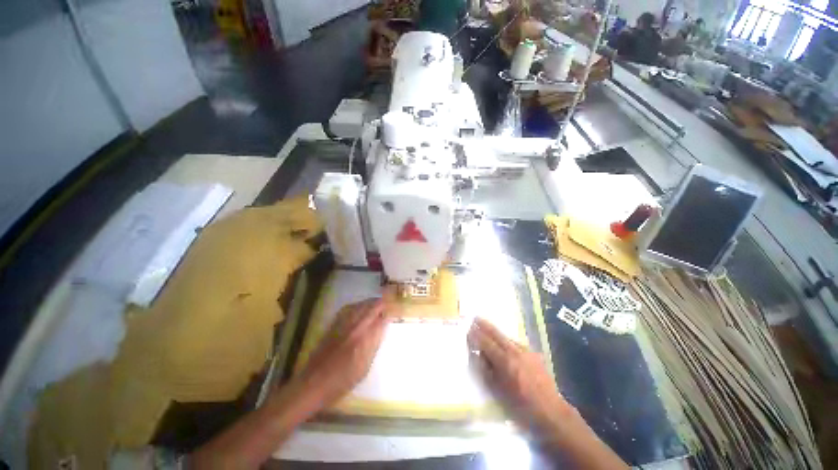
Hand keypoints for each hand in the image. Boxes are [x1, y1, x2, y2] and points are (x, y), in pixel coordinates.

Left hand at [298, 298, 389, 407]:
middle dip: (382, 304)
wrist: (314, 383)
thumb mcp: (365, 366)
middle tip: (388, 304)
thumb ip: (374, 344)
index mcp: (365, 339)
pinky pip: (348, 308)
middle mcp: (356, 327)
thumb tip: (381, 328)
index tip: (395, 312)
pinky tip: (359, 307)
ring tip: (376, 303)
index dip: (390, 314)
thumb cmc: (343, 381)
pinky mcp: (334, 324)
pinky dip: (357, 305)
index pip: (382, 320)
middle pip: (372, 307)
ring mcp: (344, 324)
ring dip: (370, 302)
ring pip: (361, 305)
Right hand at [467, 317, 571, 440]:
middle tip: (475, 317)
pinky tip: (504, 341)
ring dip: (495, 331)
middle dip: (485, 325)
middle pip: (496, 334)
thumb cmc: (521, 405)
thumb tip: (479, 354)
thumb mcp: (498, 390)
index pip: (486, 343)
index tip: (468, 329)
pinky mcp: (534, 354)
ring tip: (486, 325)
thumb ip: (486, 369)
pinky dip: (506, 339)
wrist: (550, 410)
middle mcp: (515, 352)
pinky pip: (516, 342)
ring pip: (506, 337)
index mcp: (505, 361)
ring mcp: (526, 351)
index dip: (476, 335)